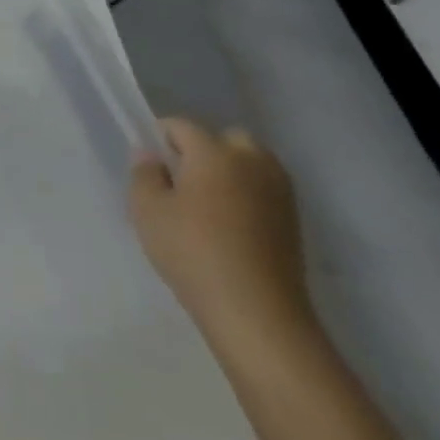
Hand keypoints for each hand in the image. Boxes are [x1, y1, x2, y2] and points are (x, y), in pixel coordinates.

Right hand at [129, 118, 314, 357]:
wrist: (256, 313)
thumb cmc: (193, 252)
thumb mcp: (147, 211)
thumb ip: (144, 174)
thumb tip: (151, 155)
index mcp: (214, 152)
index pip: (181, 126)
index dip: (160, 139)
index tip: (150, 166)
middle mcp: (252, 161)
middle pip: (225, 139)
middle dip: (203, 151)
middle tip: (182, 182)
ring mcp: (279, 191)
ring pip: (250, 164)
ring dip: (230, 173)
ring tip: (208, 206)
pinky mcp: (294, 221)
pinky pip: (264, 191)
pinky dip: (247, 197)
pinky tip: (231, 227)